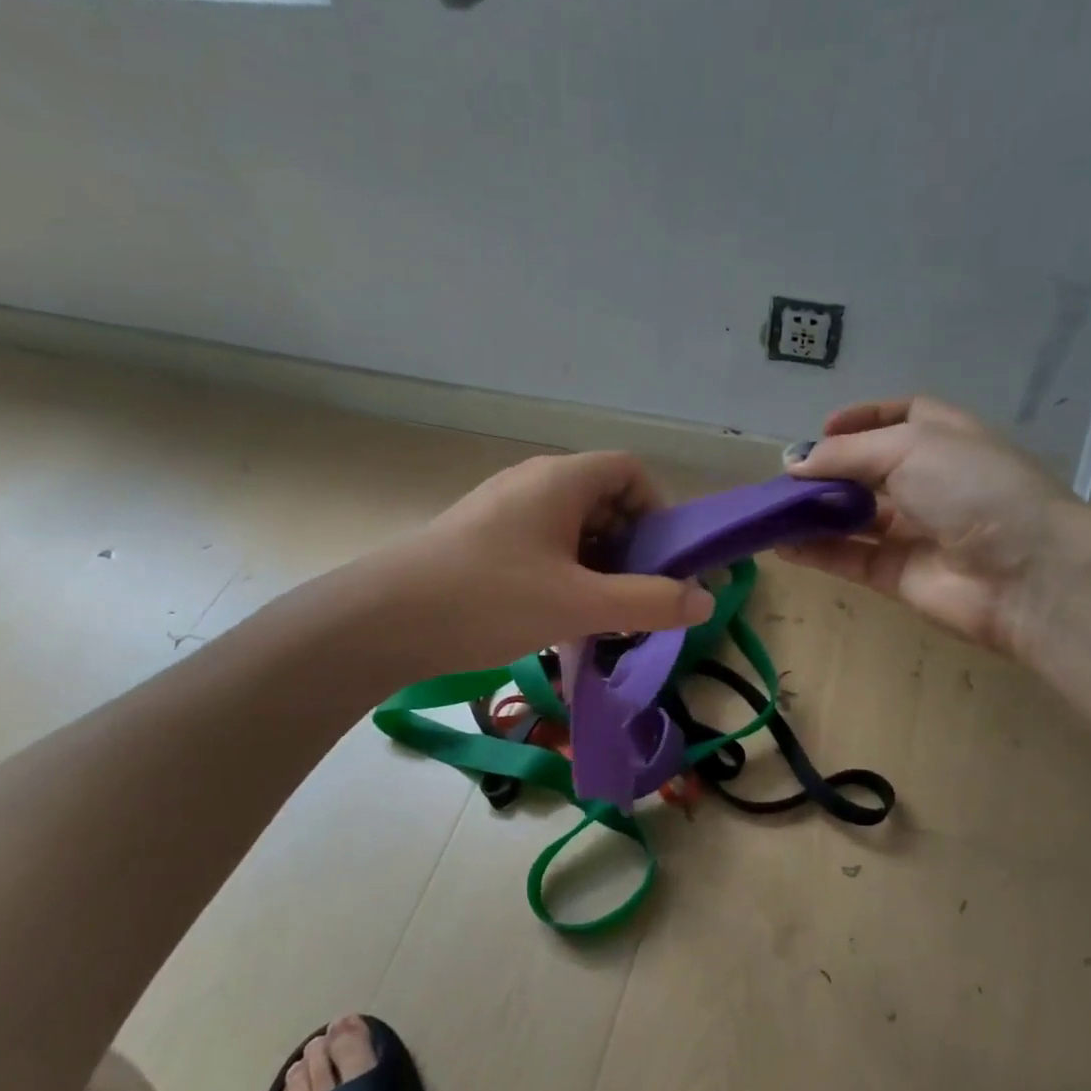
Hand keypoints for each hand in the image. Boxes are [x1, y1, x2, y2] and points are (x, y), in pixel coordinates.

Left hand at [377, 451, 714, 673]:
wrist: (384, 619)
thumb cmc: (490, 599)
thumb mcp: (580, 604)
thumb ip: (649, 602)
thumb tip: (706, 602)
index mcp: (561, 480)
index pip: (629, 470)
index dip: (656, 509)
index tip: (662, 561)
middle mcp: (533, 482)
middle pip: (603, 500)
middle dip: (629, 548)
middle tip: (634, 598)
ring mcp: (503, 510)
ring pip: (571, 528)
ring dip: (596, 567)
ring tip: (598, 616)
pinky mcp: (481, 539)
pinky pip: (541, 546)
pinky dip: (563, 575)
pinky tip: (557, 619)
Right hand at [783, 397, 1090, 657]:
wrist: (1026, 573)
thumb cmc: (973, 488)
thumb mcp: (910, 447)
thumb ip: (847, 454)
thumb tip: (795, 462)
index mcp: (945, 439)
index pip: (901, 418)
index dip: (862, 418)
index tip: (823, 427)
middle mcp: (930, 482)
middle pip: (869, 470)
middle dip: (828, 470)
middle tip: (786, 476)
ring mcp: (914, 531)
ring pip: (854, 517)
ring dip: (814, 512)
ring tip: (771, 510)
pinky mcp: (898, 575)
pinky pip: (849, 558)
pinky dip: (816, 551)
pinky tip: (781, 545)